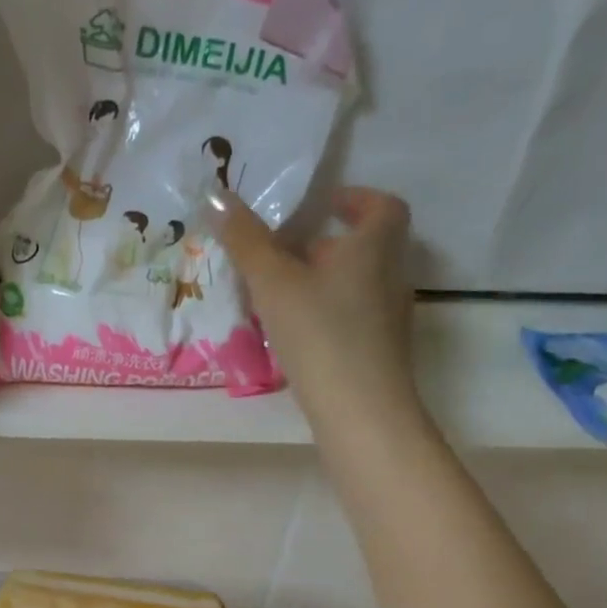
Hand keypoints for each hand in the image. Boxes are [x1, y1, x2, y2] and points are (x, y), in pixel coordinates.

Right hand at [208, 185, 424, 421]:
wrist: (361, 412)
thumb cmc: (321, 334)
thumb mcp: (274, 282)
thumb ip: (245, 241)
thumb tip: (215, 194)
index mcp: (374, 248)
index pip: (383, 207)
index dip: (356, 199)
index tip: (322, 205)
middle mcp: (391, 278)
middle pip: (365, 248)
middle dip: (325, 246)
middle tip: (284, 254)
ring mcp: (389, 320)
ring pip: (356, 287)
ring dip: (323, 284)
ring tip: (280, 298)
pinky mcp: (379, 355)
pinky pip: (352, 320)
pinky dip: (326, 317)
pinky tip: (295, 338)